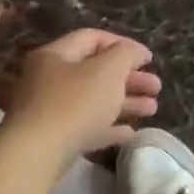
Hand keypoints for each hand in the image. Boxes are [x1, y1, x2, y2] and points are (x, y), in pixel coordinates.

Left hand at [0, 30, 160, 193]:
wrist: (37, 155)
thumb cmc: (75, 102)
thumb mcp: (108, 70)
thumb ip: (126, 55)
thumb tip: (136, 52)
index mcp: (56, 55)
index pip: (93, 38)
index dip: (123, 44)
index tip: (148, 58)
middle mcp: (50, 79)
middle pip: (96, 72)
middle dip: (130, 78)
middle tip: (156, 86)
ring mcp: (51, 111)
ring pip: (95, 101)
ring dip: (126, 102)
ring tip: (153, 109)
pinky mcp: (55, 139)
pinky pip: (87, 127)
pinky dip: (109, 127)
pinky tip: (130, 133)